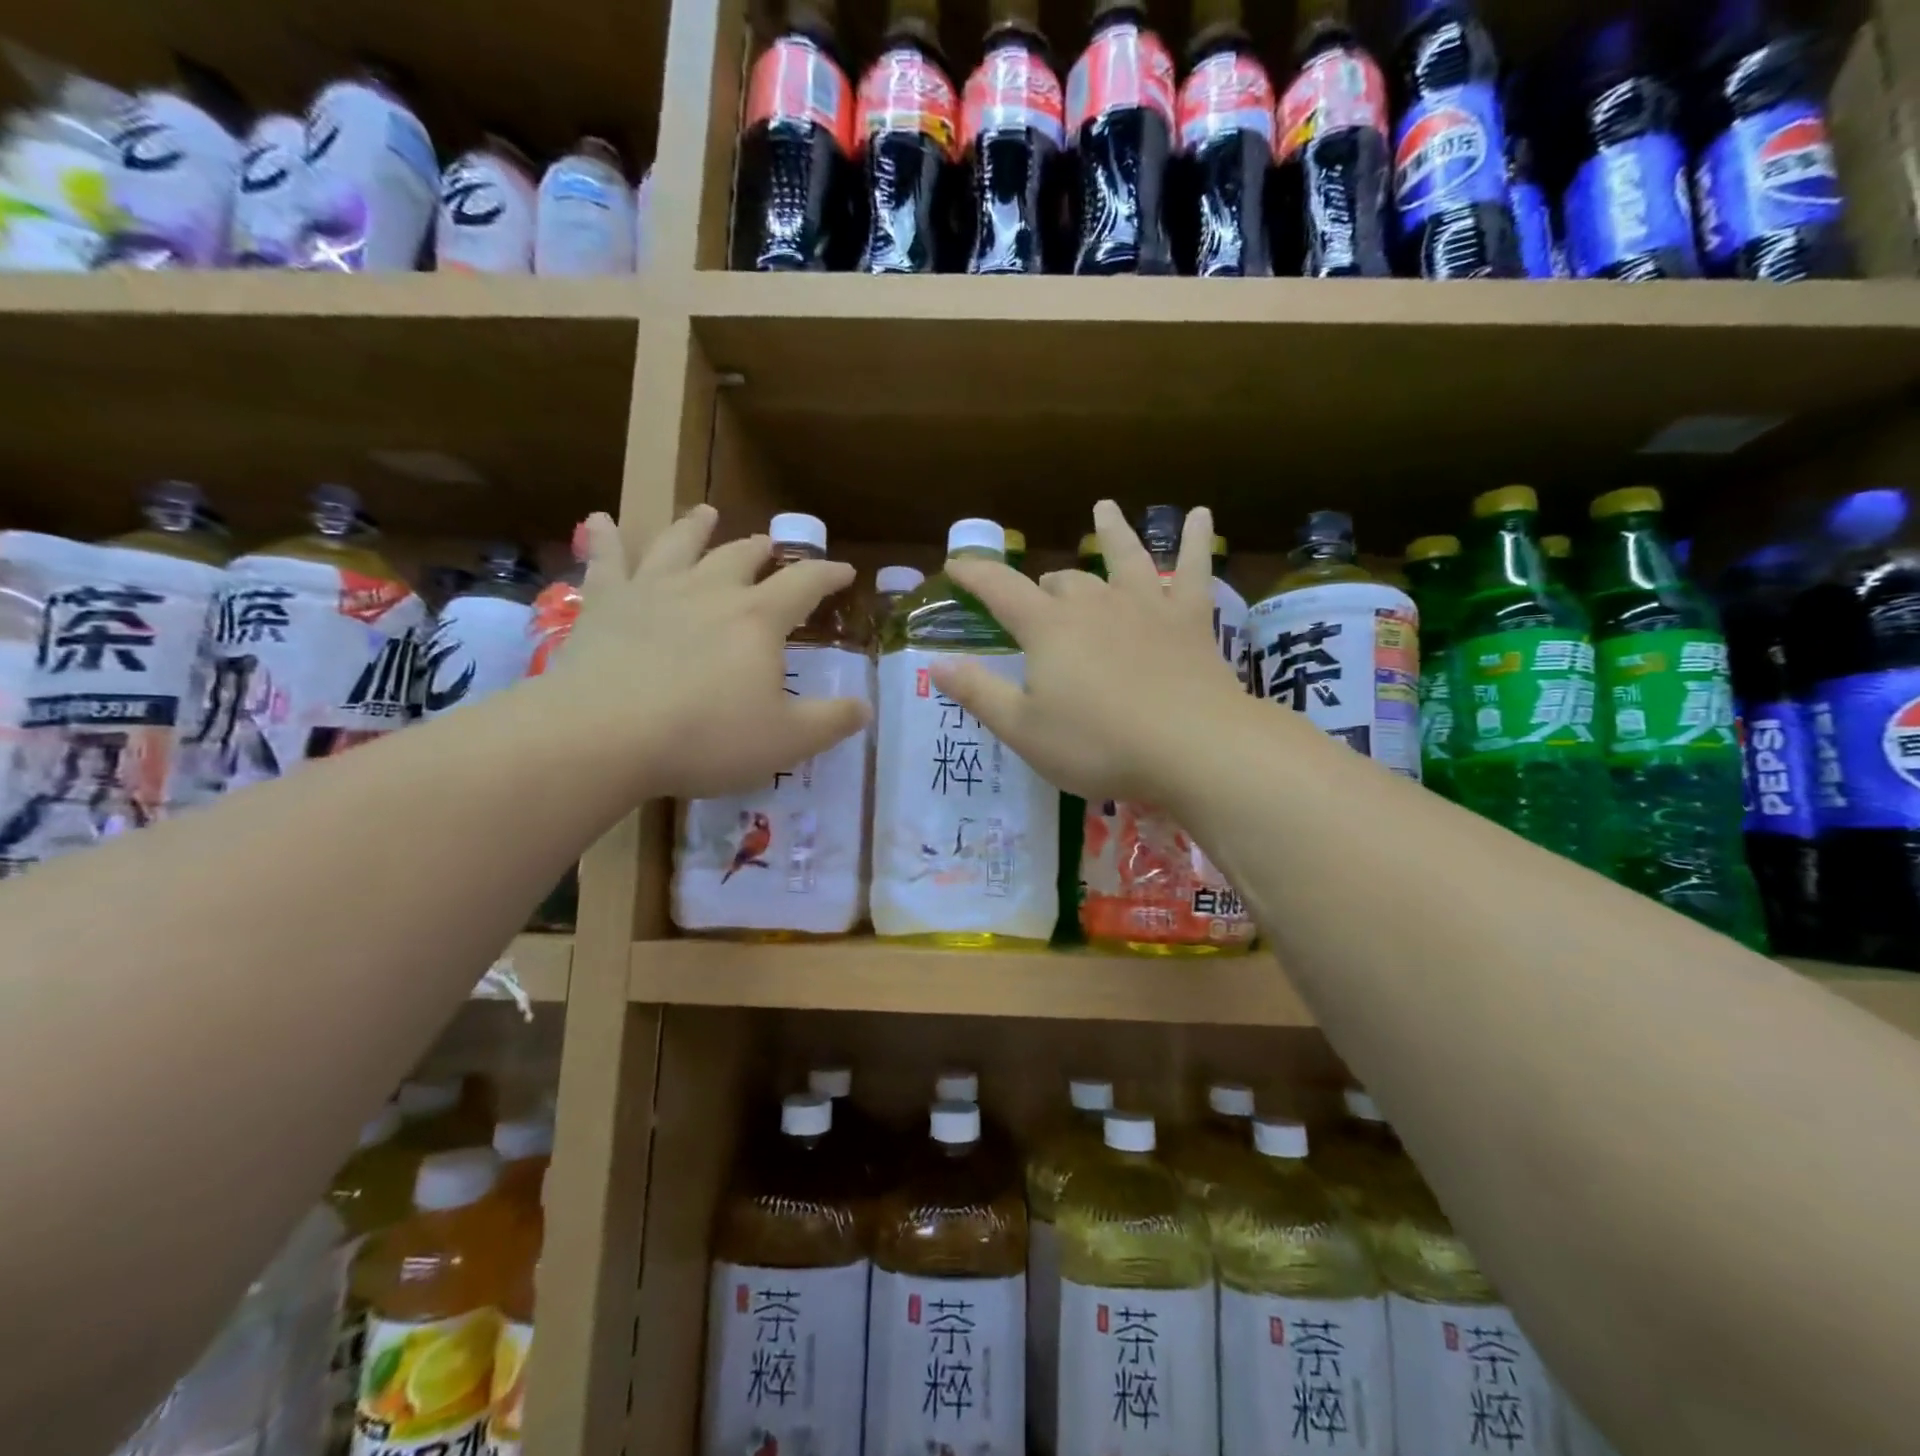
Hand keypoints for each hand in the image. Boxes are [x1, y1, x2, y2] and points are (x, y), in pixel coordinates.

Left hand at [551, 506, 868, 798]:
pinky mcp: (604, 604)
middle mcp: (709, 590)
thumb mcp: (786, 741)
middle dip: (762, 550)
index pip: (804, 583)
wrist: (605, 735)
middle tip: (770, 547)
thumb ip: (831, 722)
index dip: (828, 574)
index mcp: (757, 619)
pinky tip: (601, 519)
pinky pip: (605, 559)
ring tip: (706, 512)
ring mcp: (652, 590)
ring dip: (696, 527)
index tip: (844, 572)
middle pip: (741, 556)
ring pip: (679, 543)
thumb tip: (865, 707)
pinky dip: (605, 536)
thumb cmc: (706, 738)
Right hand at [933, 500, 1243, 804]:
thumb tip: (936, 664)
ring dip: (1111, 532)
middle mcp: (1094, 603)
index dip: (975, 574)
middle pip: (1061, 581)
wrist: (1192, 747)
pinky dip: (1193, 540)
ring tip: (1105, 508)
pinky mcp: (1189, 619)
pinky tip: (1198, 515)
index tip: (955, 563)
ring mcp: (1146, 605)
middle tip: (1038, 602)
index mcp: (1048, 628)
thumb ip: (979, 693)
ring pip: (1124, 556)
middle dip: (1043, 587)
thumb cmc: (1098, 745)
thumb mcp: (1024, 730)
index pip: (1000, 589)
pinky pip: (1193, 569)